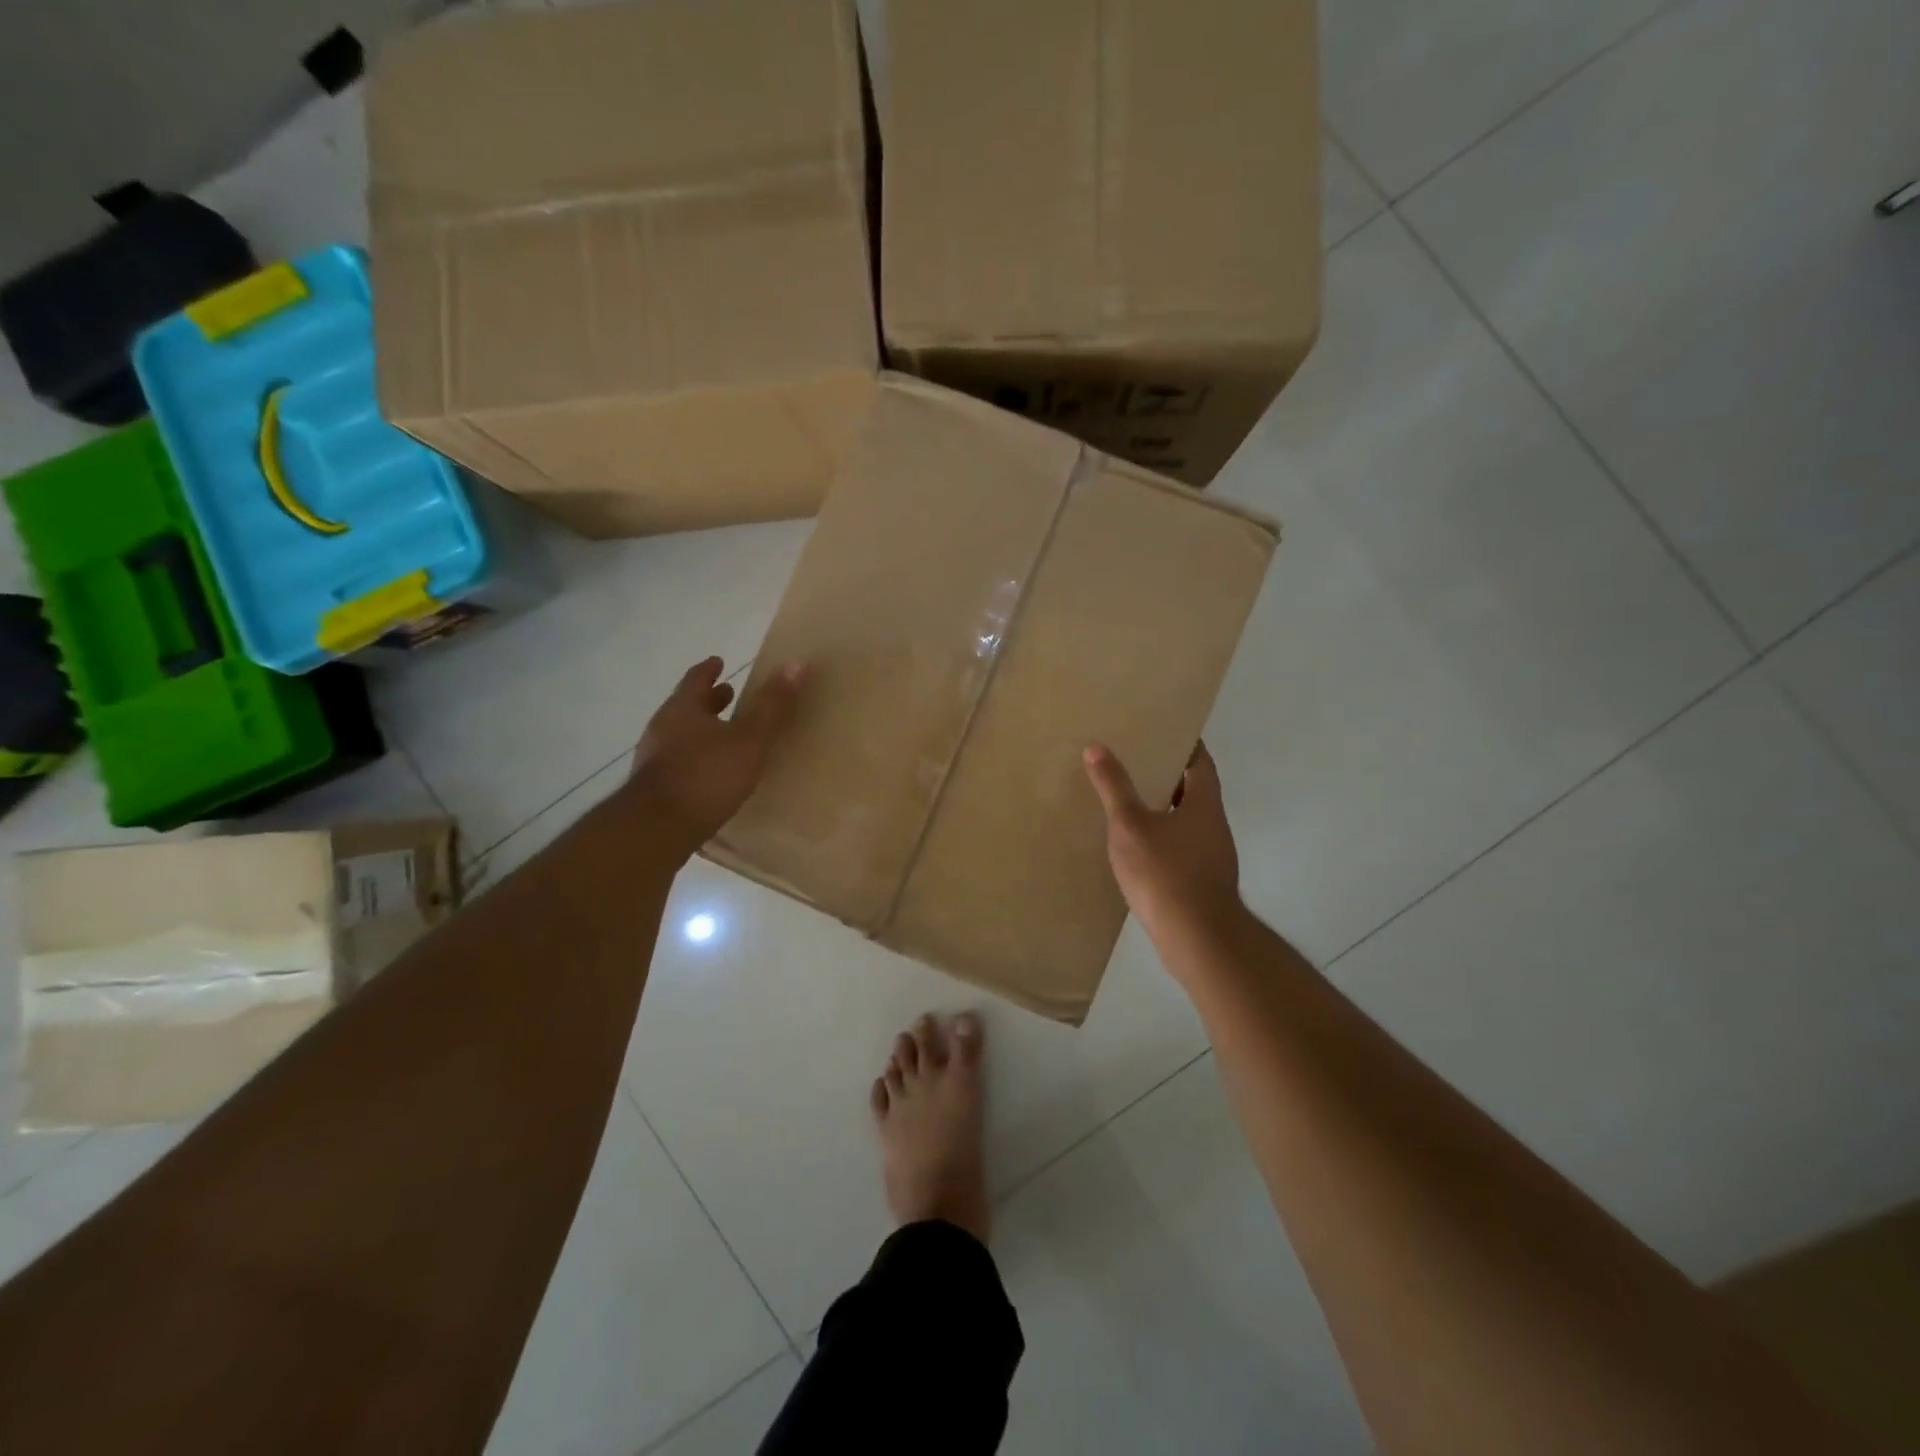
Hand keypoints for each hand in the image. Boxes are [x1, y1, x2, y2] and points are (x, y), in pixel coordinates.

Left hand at [627, 657, 804, 853]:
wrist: (657, 828)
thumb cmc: (706, 776)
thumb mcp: (749, 740)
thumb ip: (771, 706)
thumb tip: (796, 664)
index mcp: (682, 708)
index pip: (695, 679)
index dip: (709, 670)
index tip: (719, 661)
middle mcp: (662, 727)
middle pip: (686, 706)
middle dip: (707, 700)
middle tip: (728, 694)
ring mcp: (653, 758)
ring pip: (680, 733)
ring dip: (701, 729)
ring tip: (723, 735)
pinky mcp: (652, 787)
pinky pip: (677, 760)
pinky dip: (695, 756)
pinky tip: (710, 771)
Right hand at [1084, 741, 1244, 948]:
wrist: (1197, 939)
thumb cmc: (1165, 873)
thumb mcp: (1130, 825)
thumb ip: (1114, 787)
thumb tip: (1096, 747)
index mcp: (1205, 804)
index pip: (1201, 762)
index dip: (1185, 744)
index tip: (1164, 730)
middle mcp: (1215, 826)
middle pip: (1195, 791)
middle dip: (1169, 775)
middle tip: (1135, 761)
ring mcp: (1212, 857)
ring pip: (1187, 821)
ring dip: (1164, 809)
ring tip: (1129, 800)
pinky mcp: (1202, 883)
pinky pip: (1182, 848)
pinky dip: (1162, 838)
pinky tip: (1137, 846)